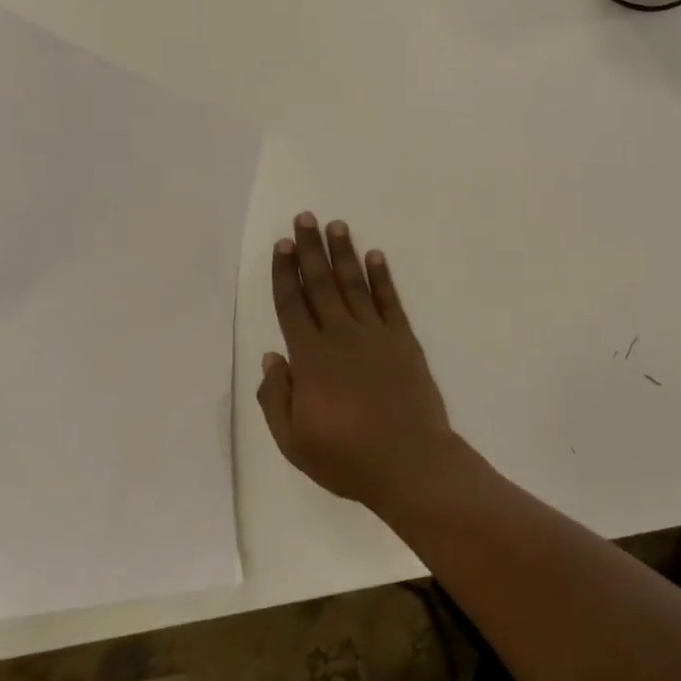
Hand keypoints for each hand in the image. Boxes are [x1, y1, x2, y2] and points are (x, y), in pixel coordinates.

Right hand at [257, 214, 459, 513]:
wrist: (410, 462)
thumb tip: (271, 356)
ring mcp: (375, 335)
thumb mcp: (293, 441)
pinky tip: (376, 256)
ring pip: (354, 284)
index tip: (282, 245)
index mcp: (310, 358)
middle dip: (311, 250)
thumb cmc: (347, 457)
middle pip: (321, 284)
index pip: (292, 305)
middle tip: (305, 218)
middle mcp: (341, 336)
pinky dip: (382, 277)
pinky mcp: (403, 340)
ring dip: (344, 254)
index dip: (285, 273)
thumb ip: (276, 397)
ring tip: (337, 225)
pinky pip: (389, 301)